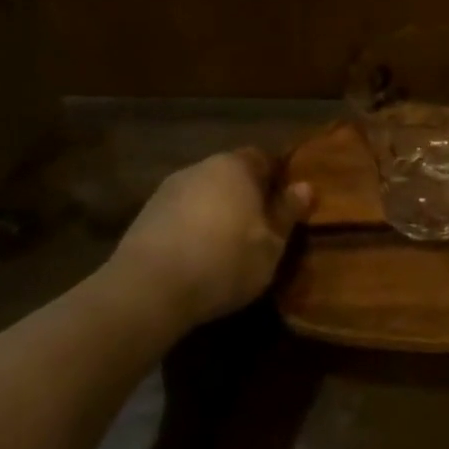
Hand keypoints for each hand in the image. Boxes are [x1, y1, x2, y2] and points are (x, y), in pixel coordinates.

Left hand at [100, 149, 312, 341]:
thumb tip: (305, 187)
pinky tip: (197, 257)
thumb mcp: (271, 245)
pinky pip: (181, 215)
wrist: (148, 290)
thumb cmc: (225, 261)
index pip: (264, 158)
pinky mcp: (144, 216)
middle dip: (247, 195)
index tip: (286, 204)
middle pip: (231, 175)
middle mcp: (200, 167)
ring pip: (204, 195)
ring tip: (228, 247)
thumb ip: (287, 213)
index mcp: (236, 166)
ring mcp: (167, 191)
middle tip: (261, 227)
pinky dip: (192, 229)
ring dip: (217, 213)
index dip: (277, 179)